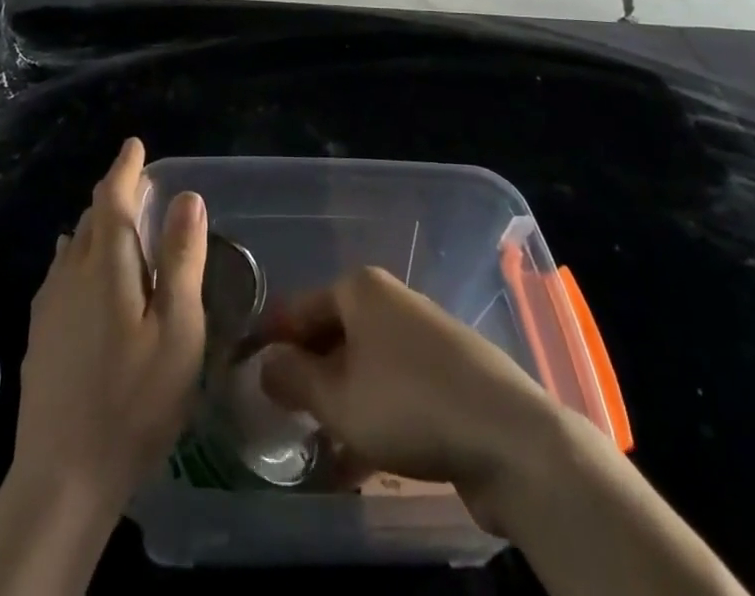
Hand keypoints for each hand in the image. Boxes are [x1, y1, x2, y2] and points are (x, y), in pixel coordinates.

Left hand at [12, 138, 208, 519]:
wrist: (62, 478)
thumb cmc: (133, 402)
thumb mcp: (177, 332)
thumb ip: (181, 259)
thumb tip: (186, 196)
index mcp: (105, 266)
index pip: (111, 198)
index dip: (125, 168)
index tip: (135, 144)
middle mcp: (69, 273)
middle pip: (91, 218)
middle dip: (115, 195)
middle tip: (141, 187)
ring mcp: (48, 305)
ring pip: (73, 245)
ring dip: (98, 227)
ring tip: (121, 227)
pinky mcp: (39, 334)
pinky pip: (61, 273)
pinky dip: (81, 256)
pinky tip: (88, 276)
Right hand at [257, 266, 552, 527]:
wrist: (509, 437)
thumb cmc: (408, 404)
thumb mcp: (338, 398)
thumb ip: (293, 379)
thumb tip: (264, 363)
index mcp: (359, 289)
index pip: (299, 308)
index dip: (270, 339)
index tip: (245, 371)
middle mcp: (389, 302)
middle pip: (332, 335)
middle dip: (306, 375)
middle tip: (279, 414)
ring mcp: (421, 337)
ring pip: (362, 367)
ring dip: (337, 404)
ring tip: (314, 446)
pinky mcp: (446, 374)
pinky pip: (393, 389)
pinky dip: (371, 417)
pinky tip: (357, 465)